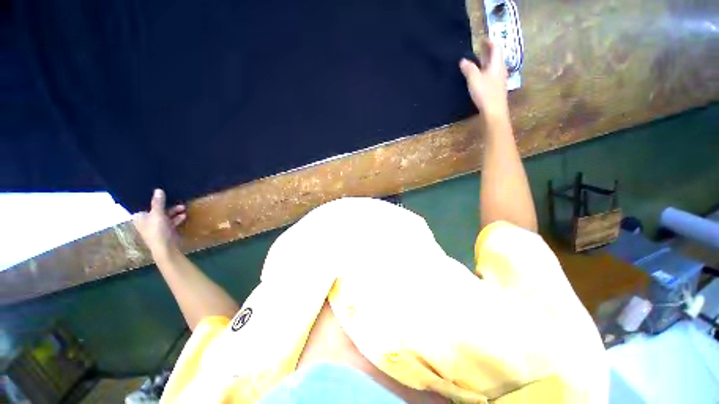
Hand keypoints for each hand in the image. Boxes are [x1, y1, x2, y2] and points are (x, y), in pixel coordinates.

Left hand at [133, 189, 185, 255]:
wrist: (165, 248)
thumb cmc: (157, 230)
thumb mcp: (157, 214)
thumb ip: (158, 202)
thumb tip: (158, 189)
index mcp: (139, 217)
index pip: (144, 205)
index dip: (152, 199)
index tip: (160, 193)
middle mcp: (146, 221)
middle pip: (156, 210)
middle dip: (167, 206)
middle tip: (177, 201)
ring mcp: (156, 226)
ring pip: (165, 215)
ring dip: (174, 211)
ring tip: (183, 208)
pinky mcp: (165, 231)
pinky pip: (170, 221)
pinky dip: (176, 218)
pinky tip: (183, 215)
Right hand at [459, 39, 508, 121]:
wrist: (494, 111)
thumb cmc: (485, 93)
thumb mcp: (474, 80)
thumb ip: (469, 69)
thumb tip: (463, 60)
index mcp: (496, 64)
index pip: (495, 47)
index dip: (489, 42)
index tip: (481, 40)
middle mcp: (500, 69)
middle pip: (496, 56)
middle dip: (488, 51)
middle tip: (479, 49)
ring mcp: (500, 79)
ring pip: (494, 65)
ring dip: (487, 61)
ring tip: (477, 61)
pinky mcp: (497, 88)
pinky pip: (492, 74)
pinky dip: (486, 70)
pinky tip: (480, 76)